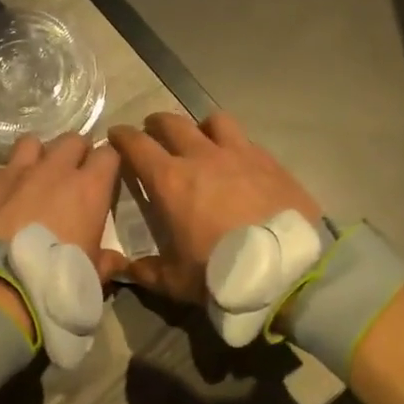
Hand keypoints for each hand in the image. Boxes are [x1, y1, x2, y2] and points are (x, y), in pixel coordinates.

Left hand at [0, 133, 124, 327]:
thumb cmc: (54, 281)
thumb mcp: (91, 276)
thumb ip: (105, 261)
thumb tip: (116, 261)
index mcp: (88, 189)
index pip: (108, 154)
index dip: (107, 162)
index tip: (105, 175)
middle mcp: (53, 170)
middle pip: (71, 140)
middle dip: (75, 152)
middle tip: (72, 173)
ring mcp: (15, 171)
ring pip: (32, 143)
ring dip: (37, 156)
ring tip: (34, 176)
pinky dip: (3, 179)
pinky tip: (0, 198)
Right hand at [107, 111, 320, 303]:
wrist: (287, 271)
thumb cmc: (221, 273)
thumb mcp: (175, 281)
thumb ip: (146, 271)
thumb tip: (126, 268)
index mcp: (170, 180)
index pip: (137, 144)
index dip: (122, 136)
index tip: (116, 135)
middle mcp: (202, 157)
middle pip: (172, 123)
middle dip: (156, 123)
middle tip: (152, 131)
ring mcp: (240, 154)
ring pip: (214, 122)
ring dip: (200, 127)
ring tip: (201, 139)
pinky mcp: (271, 162)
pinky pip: (247, 141)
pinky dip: (235, 145)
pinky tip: (239, 162)